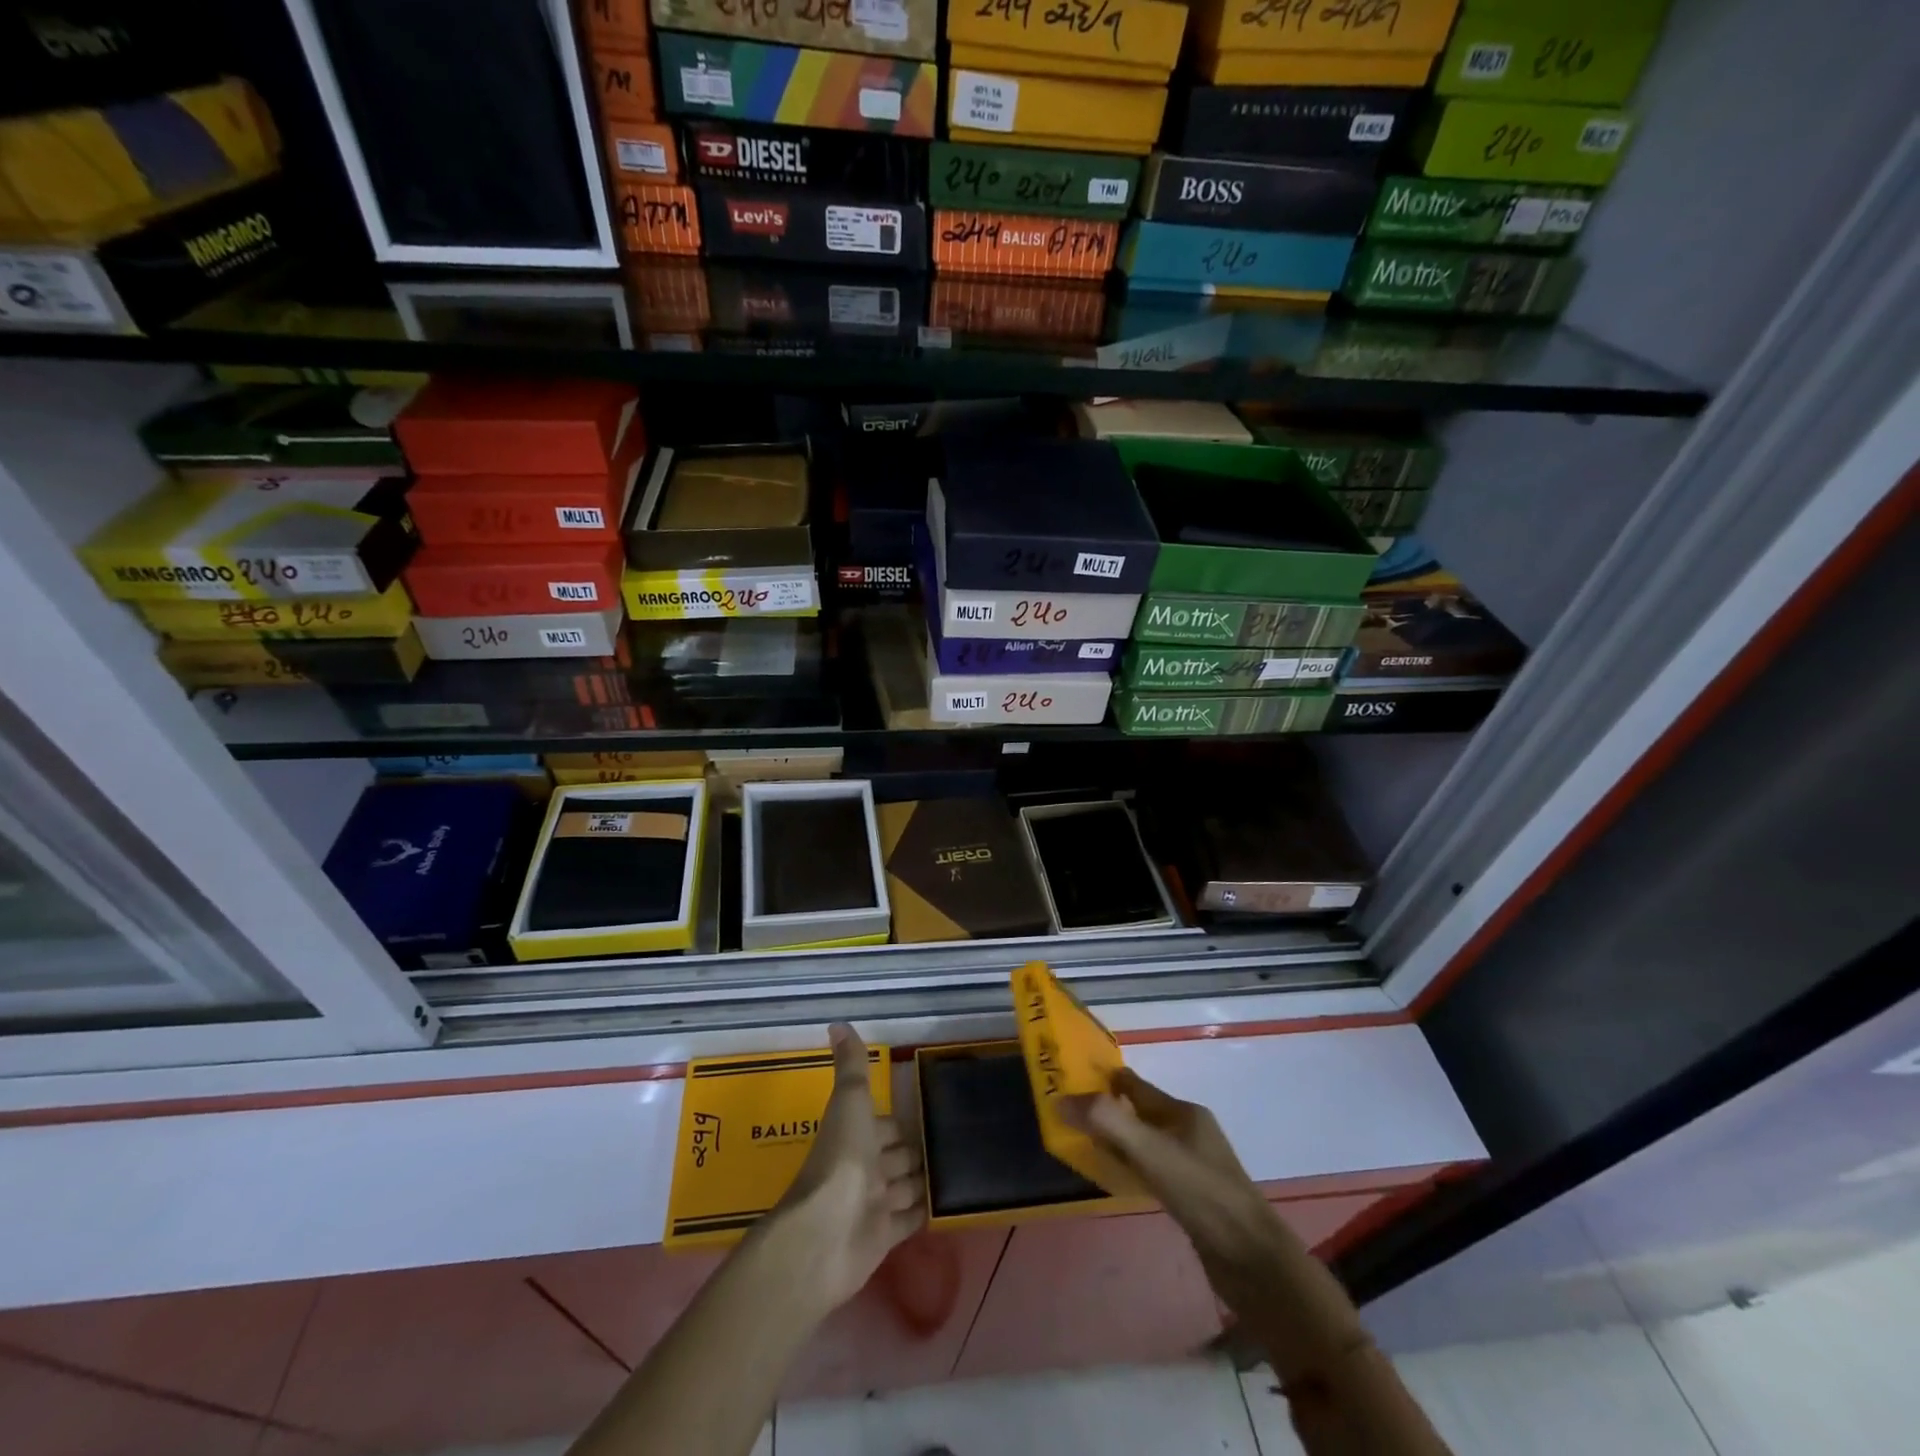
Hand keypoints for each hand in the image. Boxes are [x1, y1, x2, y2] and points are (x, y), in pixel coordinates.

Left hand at [765, 1023, 925, 1312]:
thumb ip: (851, 1065)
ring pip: (904, 1187)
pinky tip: (946, 1203)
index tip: (926, 1114)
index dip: (898, 1121)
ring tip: (956, 1169)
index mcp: (855, 1136)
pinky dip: (924, 1211)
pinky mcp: (885, 1237)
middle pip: (895, 1156)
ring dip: (922, 1180)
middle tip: (949, 1143)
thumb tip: (837, 1022)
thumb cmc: (841, 1159)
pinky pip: (910, 1219)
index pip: (883, 1125)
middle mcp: (864, 1169)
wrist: (826, 1233)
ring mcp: (874, 1205)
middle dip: (915, 1150)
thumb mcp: (850, 1101)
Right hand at [1063, 1069, 1279, 1314]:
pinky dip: (1132, 1168)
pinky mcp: (1195, 1198)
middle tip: (1069, 1118)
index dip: (1104, 1081)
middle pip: (1140, 1112)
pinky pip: (1153, 1170)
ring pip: (1146, 1142)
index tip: (1070, 1082)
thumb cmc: (1202, 1194)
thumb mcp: (1150, 1151)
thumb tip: (1060, 1099)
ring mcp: (1194, 1166)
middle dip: (1108, 1112)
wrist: (1254, 1262)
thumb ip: (1106, 1121)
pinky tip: (1119, 1181)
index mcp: (1183, 1112)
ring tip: (1085, 1147)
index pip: (1136, 1086)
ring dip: (1118, 1141)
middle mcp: (1190, 1132)